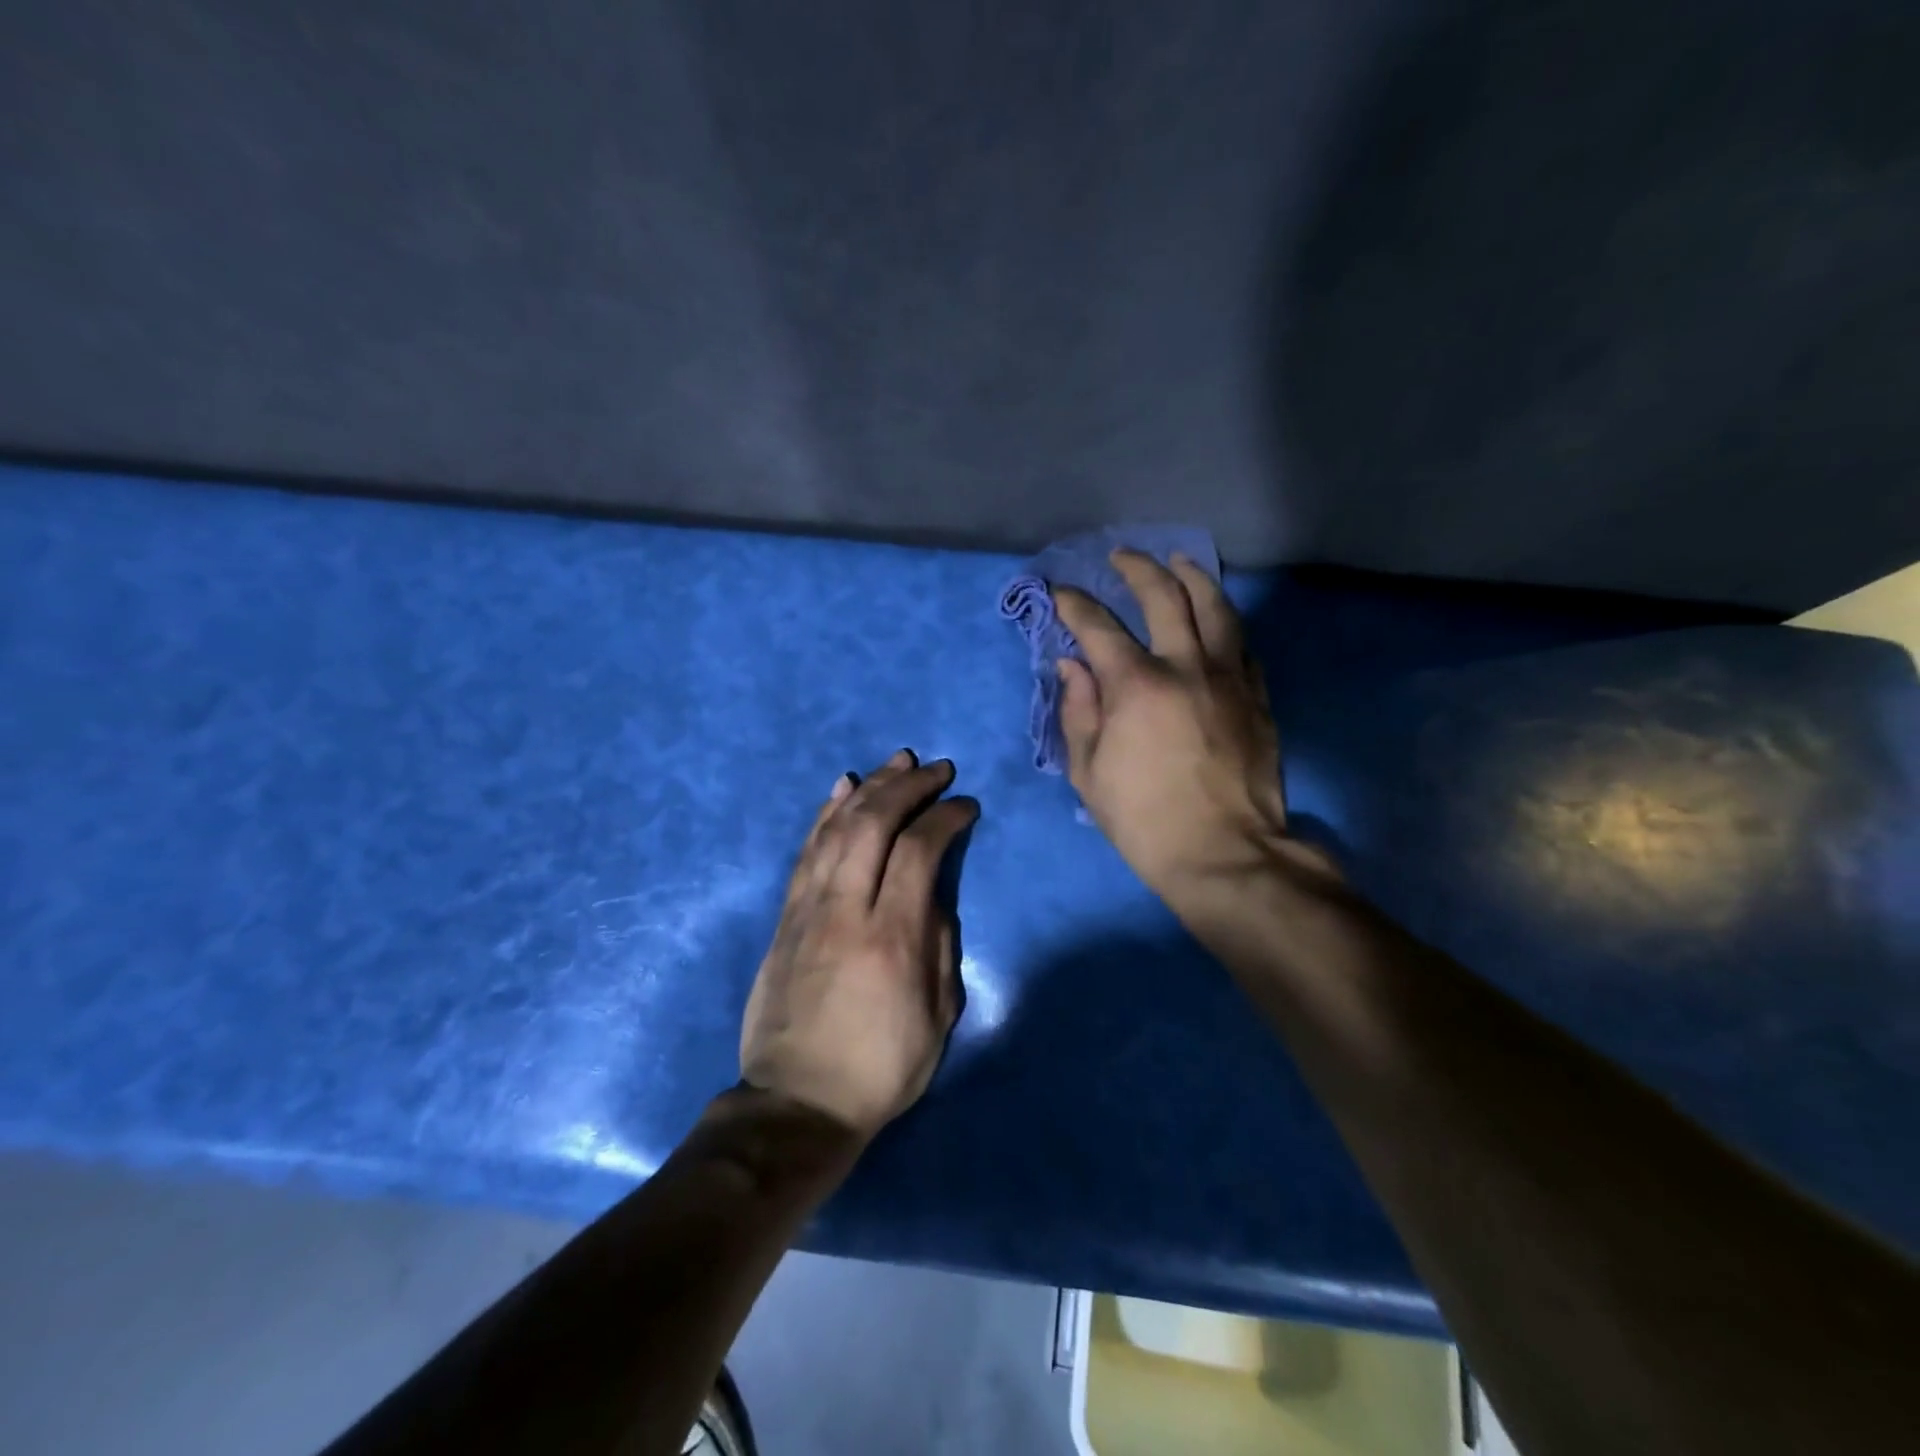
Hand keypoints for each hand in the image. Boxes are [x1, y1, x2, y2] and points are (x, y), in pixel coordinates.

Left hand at [740, 750, 977, 1140]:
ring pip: (837, 828)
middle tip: (936, 769)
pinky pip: (806, 852)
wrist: (798, 1103)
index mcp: (892, 936)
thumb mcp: (938, 1016)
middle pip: (874, 824)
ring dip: (869, 787)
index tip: (966, 806)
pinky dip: (825, 814)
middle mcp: (846, 909)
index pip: (919, 850)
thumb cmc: (881, 1067)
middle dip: (908, 786)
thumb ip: (941, 944)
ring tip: (896, 762)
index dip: (946, 817)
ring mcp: (809, 909)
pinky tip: (842, 789)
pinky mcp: (786, 917)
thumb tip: (934, 894)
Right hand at [1052, 551, 1329, 904]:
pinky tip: (1217, 619)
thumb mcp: (1088, 772)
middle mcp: (1187, 666)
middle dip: (1138, 568)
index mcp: (1137, 685)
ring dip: (1193, 576)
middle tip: (1122, 557)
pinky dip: (1225, 623)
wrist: (1224, 853)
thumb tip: (1073, 666)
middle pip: (1165, 595)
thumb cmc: (1143, 820)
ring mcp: (1230, 678)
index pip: (1098, 627)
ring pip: (1216, 607)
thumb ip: (1078, 711)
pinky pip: (1243, 644)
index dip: (1074, 605)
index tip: (1061, 593)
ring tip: (1179, 561)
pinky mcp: (1257, 697)